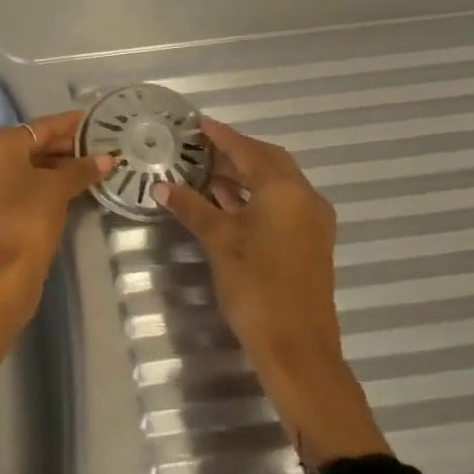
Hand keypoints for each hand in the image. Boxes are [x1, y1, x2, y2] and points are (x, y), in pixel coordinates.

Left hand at [0, 111, 112, 326]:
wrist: (2, 273)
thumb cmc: (28, 218)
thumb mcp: (58, 188)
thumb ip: (82, 169)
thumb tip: (106, 158)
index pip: (40, 126)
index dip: (69, 124)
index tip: (94, 119)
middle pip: (31, 144)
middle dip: (64, 146)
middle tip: (98, 146)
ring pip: (25, 166)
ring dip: (56, 166)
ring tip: (90, 166)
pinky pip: (19, 185)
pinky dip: (42, 183)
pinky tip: (70, 187)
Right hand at [155, 119, 382, 463]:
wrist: (297, 348)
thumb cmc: (256, 286)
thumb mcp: (218, 241)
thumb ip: (192, 207)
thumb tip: (162, 186)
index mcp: (286, 190)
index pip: (249, 151)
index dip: (221, 136)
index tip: (198, 124)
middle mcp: (305, 198)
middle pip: (268, 162)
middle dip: (234, 154)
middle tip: (199, 149)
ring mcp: (312, 221)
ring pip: (275, 184)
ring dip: (244, 176)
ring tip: (205, 173)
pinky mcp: (310, 241)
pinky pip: (281, 204)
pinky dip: (254, 196)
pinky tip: (226, 202)